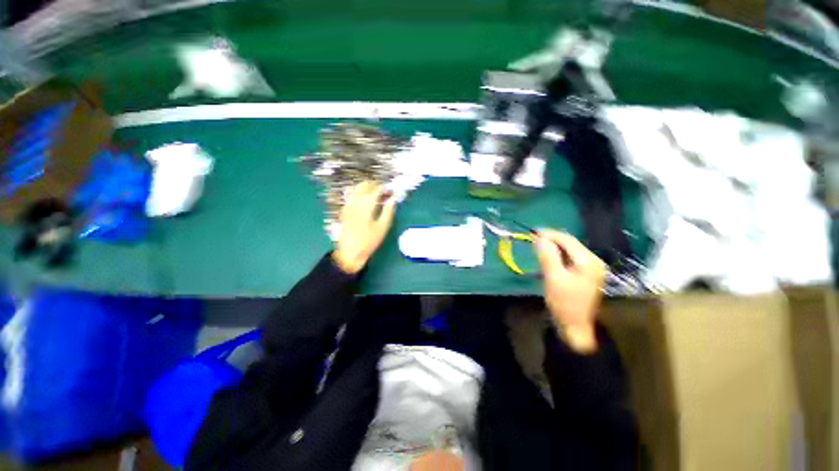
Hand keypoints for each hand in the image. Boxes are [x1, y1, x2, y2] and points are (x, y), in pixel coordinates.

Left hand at [332, 182, 395, 273]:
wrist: (350, 252)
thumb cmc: (369, 241)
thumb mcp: (383, 227)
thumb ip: (388, 211)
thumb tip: (393, 199)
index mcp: (366, 204)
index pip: (376, 189)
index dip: (385, 188)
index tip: (392, 191)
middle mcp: (355, 201)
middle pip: (364, 185)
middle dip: (375, 185)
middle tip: (384, 192)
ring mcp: (348, 205)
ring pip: (356, 189)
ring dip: (367, 188)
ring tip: (376, 195)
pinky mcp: (344, 210)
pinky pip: (351, 195)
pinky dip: (359, 194)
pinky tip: (365, 201)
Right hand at [534, 230, 605, 352]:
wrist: (575, 327)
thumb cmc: (564, 303)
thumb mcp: (553, 278)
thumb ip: (547, 255)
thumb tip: (539, 237)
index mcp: (589, 261)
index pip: (567, 240)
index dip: (549, 234)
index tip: (532, 232)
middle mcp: (593, 261)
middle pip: (570, 243)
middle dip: (551, 239)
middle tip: (532, 238)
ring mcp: (591, 267)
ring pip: (569, 250)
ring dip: (553, 246)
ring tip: (537, 245)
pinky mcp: (586, 273)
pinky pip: (570, 258)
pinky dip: (557, 255)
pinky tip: (548, 256)